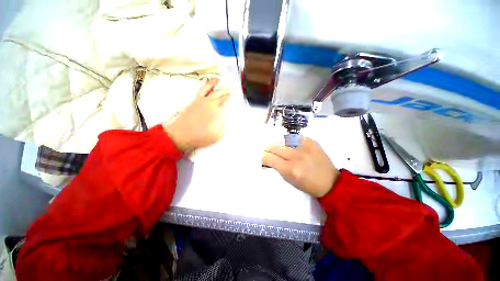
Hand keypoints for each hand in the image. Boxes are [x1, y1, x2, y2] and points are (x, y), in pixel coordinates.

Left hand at [164, 78, 229, 151]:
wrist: (181, 135)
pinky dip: (208, 84)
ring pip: (213, 90)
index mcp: (217, 113)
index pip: (225, 102)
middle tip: (234, 90)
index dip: (230, 98)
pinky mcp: (196, 100)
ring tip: (225, 83)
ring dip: (220, 86)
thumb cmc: (200, 137)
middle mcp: (211, 104)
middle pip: (221, 94)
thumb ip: (223, 127)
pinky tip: (212, 80)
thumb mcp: (216, 136)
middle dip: (229, 91)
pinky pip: (203, 89)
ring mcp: (203, 101)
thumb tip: (225, 118)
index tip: (235, 96)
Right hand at [262, 137, 339, 197]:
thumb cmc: (307, 185)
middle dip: (268, 149)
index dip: (263, 156)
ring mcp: (305, 146)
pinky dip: (291, 143)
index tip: (263, 157)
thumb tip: (268, 157)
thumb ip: (277, 167)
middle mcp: (296, 156)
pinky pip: (295, 138)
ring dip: (280, 146)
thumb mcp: (289, 179)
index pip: (268, 157)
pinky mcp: (311, 141)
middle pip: (274, 146)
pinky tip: (296, 148)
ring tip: (284, 150)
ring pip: (283, 140)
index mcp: (290, 169)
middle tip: (269, 151)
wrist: (330, 182)